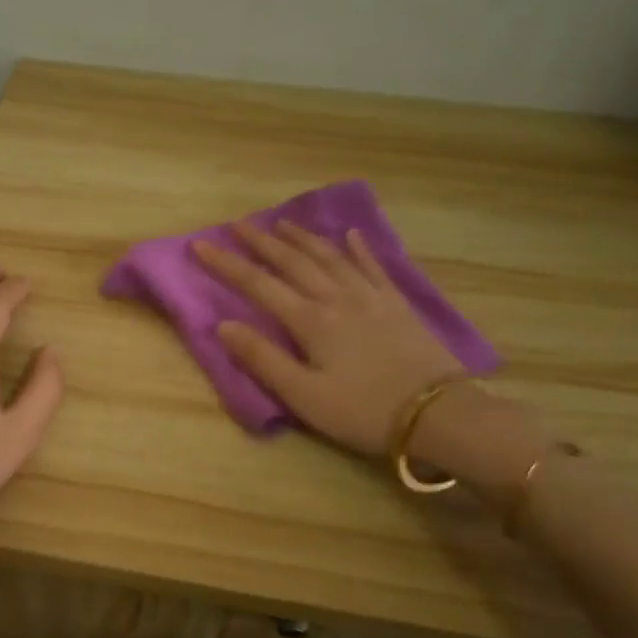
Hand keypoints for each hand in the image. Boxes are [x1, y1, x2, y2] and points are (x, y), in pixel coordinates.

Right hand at [191, 220, 462, 456]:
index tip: (200, 245)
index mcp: (310, 320)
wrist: (437, 414)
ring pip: (330, 256)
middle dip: (261, 242)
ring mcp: (370, 296)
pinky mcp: (397, 304)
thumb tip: (224, 325)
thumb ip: (263, 359)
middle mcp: (336, 298)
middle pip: (293, 261)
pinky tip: (350, 234)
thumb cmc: (363, 411)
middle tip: (237, 224)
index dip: (226, 265)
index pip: (258, 284)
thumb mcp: (304, 396)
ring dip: (303, 238)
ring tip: (282, 223)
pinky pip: (374, 266)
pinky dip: (359, 248)